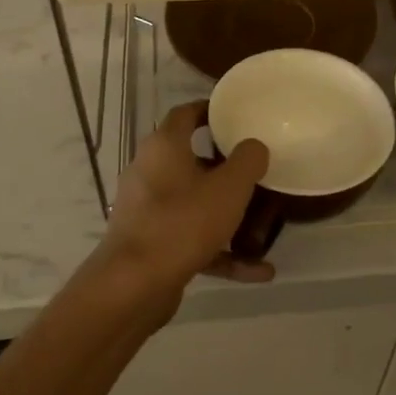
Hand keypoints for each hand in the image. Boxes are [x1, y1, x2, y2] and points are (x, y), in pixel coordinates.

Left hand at [97, 102, 273, 294]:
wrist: (134, 284)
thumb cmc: (183, 222)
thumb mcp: (229, 188)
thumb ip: (248, 160)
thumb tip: (254, 146)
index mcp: (164, 147)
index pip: (185, 114)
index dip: (209, 110)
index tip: (235, 114)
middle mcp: (150, 172)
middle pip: (190, 160)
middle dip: (224, 167)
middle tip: (255, 169)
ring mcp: (148, 210)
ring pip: (194, 204)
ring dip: (227, 215)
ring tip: (262, 224)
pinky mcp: (151, 244)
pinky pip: (192, 239)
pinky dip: (221, 251)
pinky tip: (258, 270)